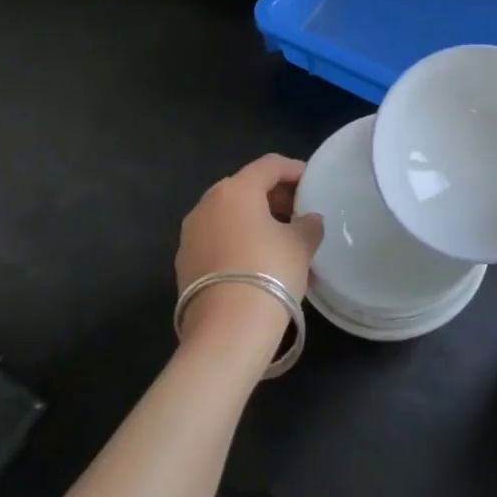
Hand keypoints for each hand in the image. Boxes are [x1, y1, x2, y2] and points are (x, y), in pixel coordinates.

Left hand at [177, 155, 323, 354]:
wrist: (227, 331)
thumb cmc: (270, 271)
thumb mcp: (301, 244)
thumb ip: (308, 225)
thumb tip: (308, 220)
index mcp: (236, 190)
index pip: (269, 165)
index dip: (294, 170)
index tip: (312, 182)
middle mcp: (207, 204)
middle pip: (245, 188)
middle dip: (274, 196)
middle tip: (298, 212)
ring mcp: (191, 235)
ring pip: (229, 215)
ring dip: (255, 221)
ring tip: (281, 240)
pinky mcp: (184, 263)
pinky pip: (218, 240)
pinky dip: (239, 241)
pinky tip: (259, 262)